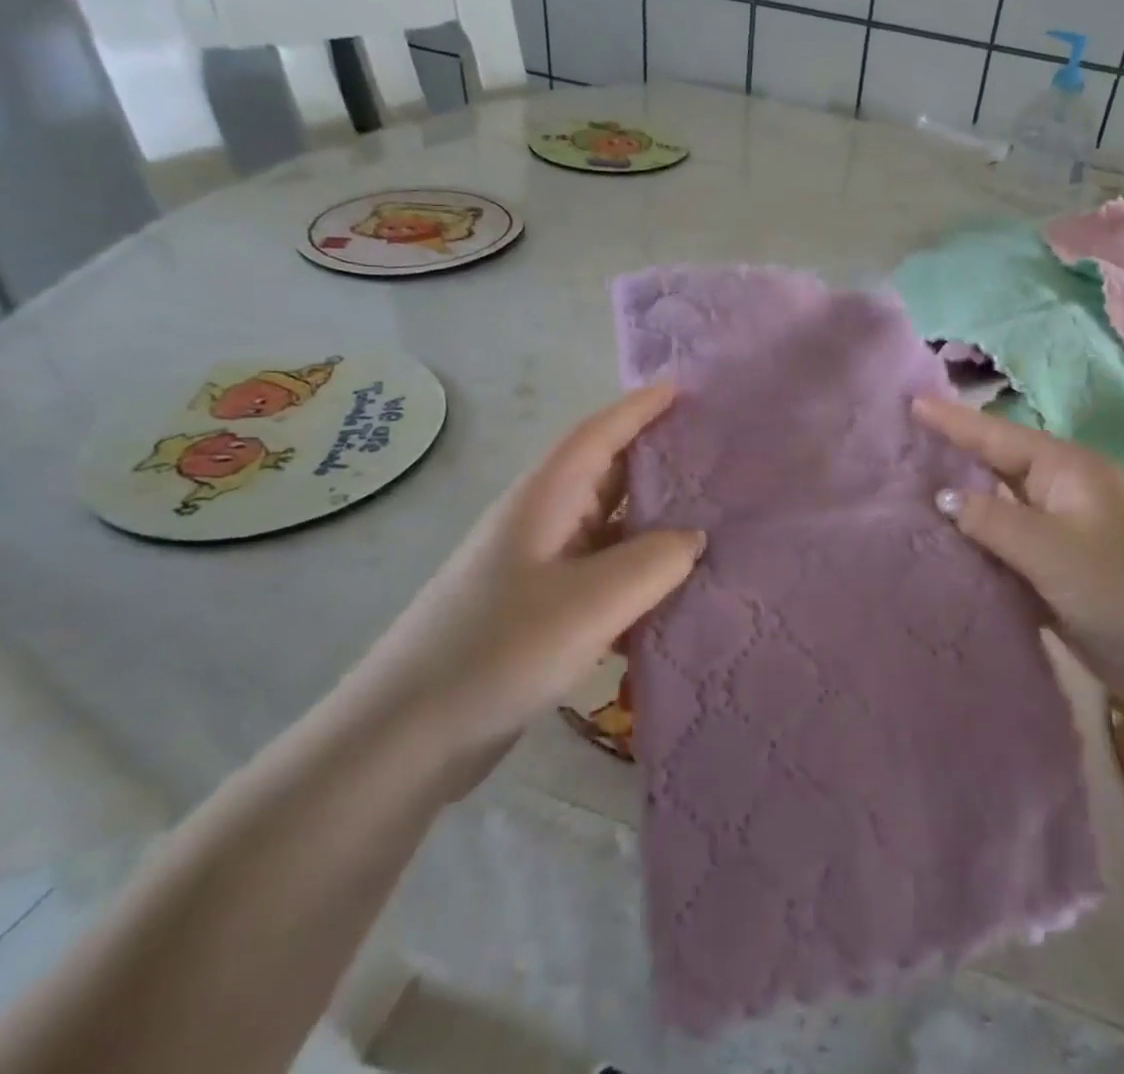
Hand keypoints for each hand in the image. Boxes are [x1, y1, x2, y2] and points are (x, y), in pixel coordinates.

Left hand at [349, 383, 704, 787]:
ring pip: (610, 525)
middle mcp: (543, 520)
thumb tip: (694, 538)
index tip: (684, 386)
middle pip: (608, 472)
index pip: (600, 433)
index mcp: (546, 498)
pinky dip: (639, 572)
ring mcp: (540, 566)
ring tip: (712, 517)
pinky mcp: (541, 608)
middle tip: (717, 452)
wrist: (406, 737)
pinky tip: (674, 591)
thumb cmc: (498, 649)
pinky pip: (604, 572)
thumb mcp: (591, 602)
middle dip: (658, 457)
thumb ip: (655, 562)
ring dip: (655, 519)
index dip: (641, 406)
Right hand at [913, 397, 1123, 701]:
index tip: (911, 401)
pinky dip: (977, 544)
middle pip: (994, 466)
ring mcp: (1060, 530)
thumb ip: (993, 520)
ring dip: (960, 504)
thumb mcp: (1053, 550)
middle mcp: (1059, 491)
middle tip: (899, 446)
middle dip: (951, 456)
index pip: (996, 436)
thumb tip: (943, 496)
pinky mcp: (1057, 568)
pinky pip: (1006, 546)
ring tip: (906, 492)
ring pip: (997, 507)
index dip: (953, 420)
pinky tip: (942, 547)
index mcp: (1064, 469)